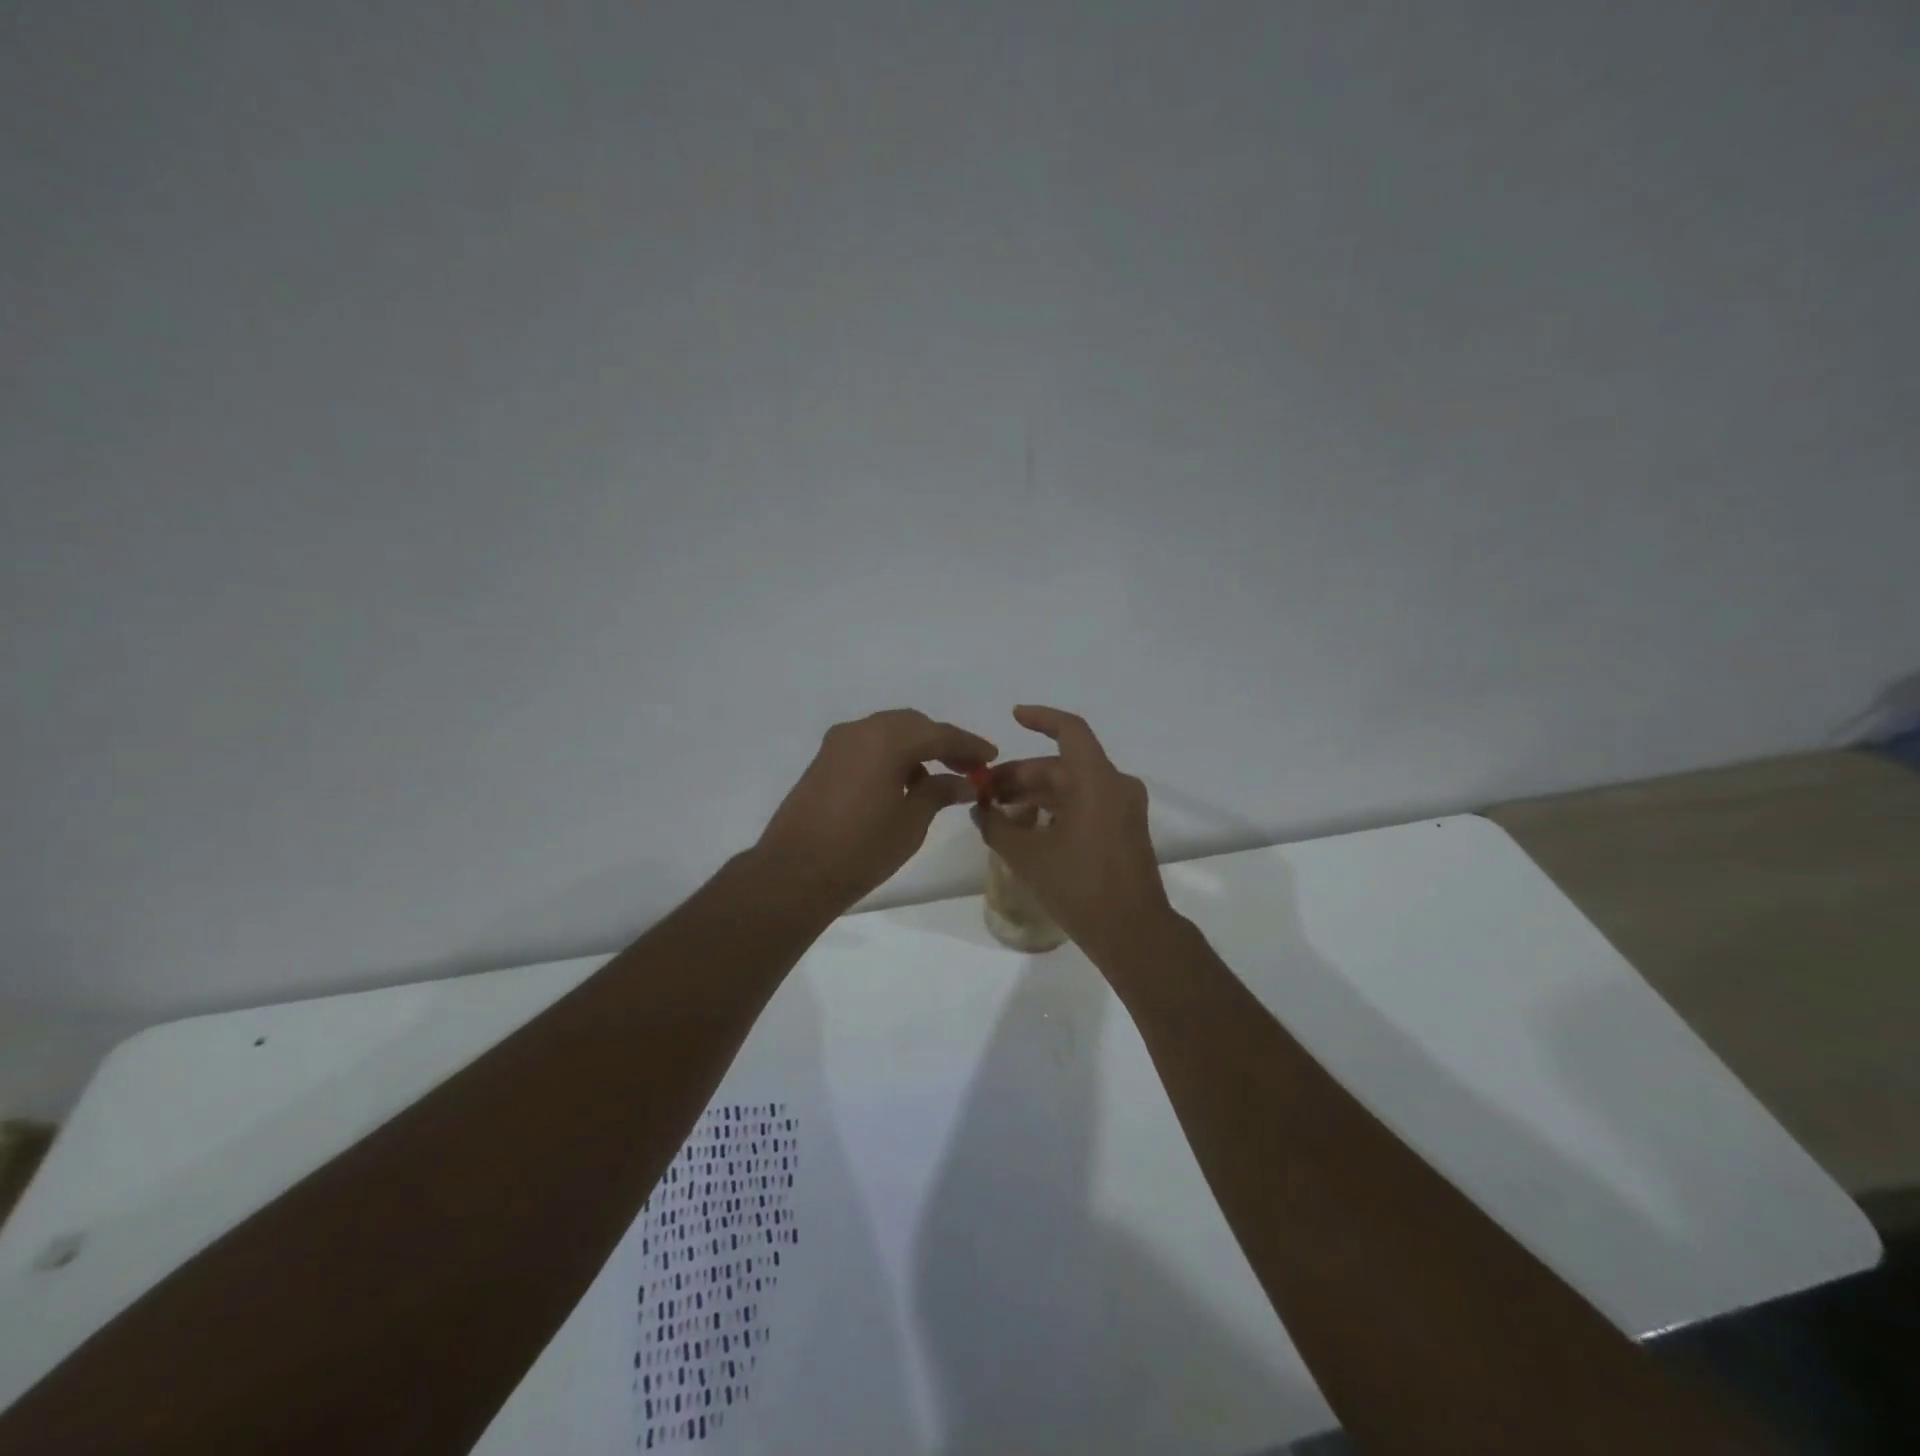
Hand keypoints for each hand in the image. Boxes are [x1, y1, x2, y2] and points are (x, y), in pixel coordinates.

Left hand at [755, 709, 996, 915]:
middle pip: (912, 725)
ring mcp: (837, 743)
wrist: (794, 873)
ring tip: (937, 781)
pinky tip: (902, 784)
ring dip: (916, 748)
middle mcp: (861, 730)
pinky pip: (868, 746)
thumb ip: (939, 792)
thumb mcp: (911, 822)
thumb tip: (963, 782)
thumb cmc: (861, 849)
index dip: (969, 745)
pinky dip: (890, 756)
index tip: (991, 757)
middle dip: (942, 742)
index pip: (939, 733)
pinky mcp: (824, 761)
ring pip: (888, 732)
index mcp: (887, 739)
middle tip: (968, 768)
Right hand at [974, 706, 1177, 964]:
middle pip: (1063, 765)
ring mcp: (1124, 809)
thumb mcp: (1028, 855)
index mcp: (1097, 781)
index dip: (1040, 718)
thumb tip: (979, 811)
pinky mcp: (1124, 830)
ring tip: (998, 811)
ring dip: (1036, 793)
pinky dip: (1056, 808)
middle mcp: (1116, 786)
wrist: (1132, 932)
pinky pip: (1086, 804)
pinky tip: (1027, 827)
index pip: (1070, 730)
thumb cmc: (1079, 886)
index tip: (1013, 717)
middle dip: (1022, 774)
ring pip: (1073, 786)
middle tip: (985, 792)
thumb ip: (997, 826)